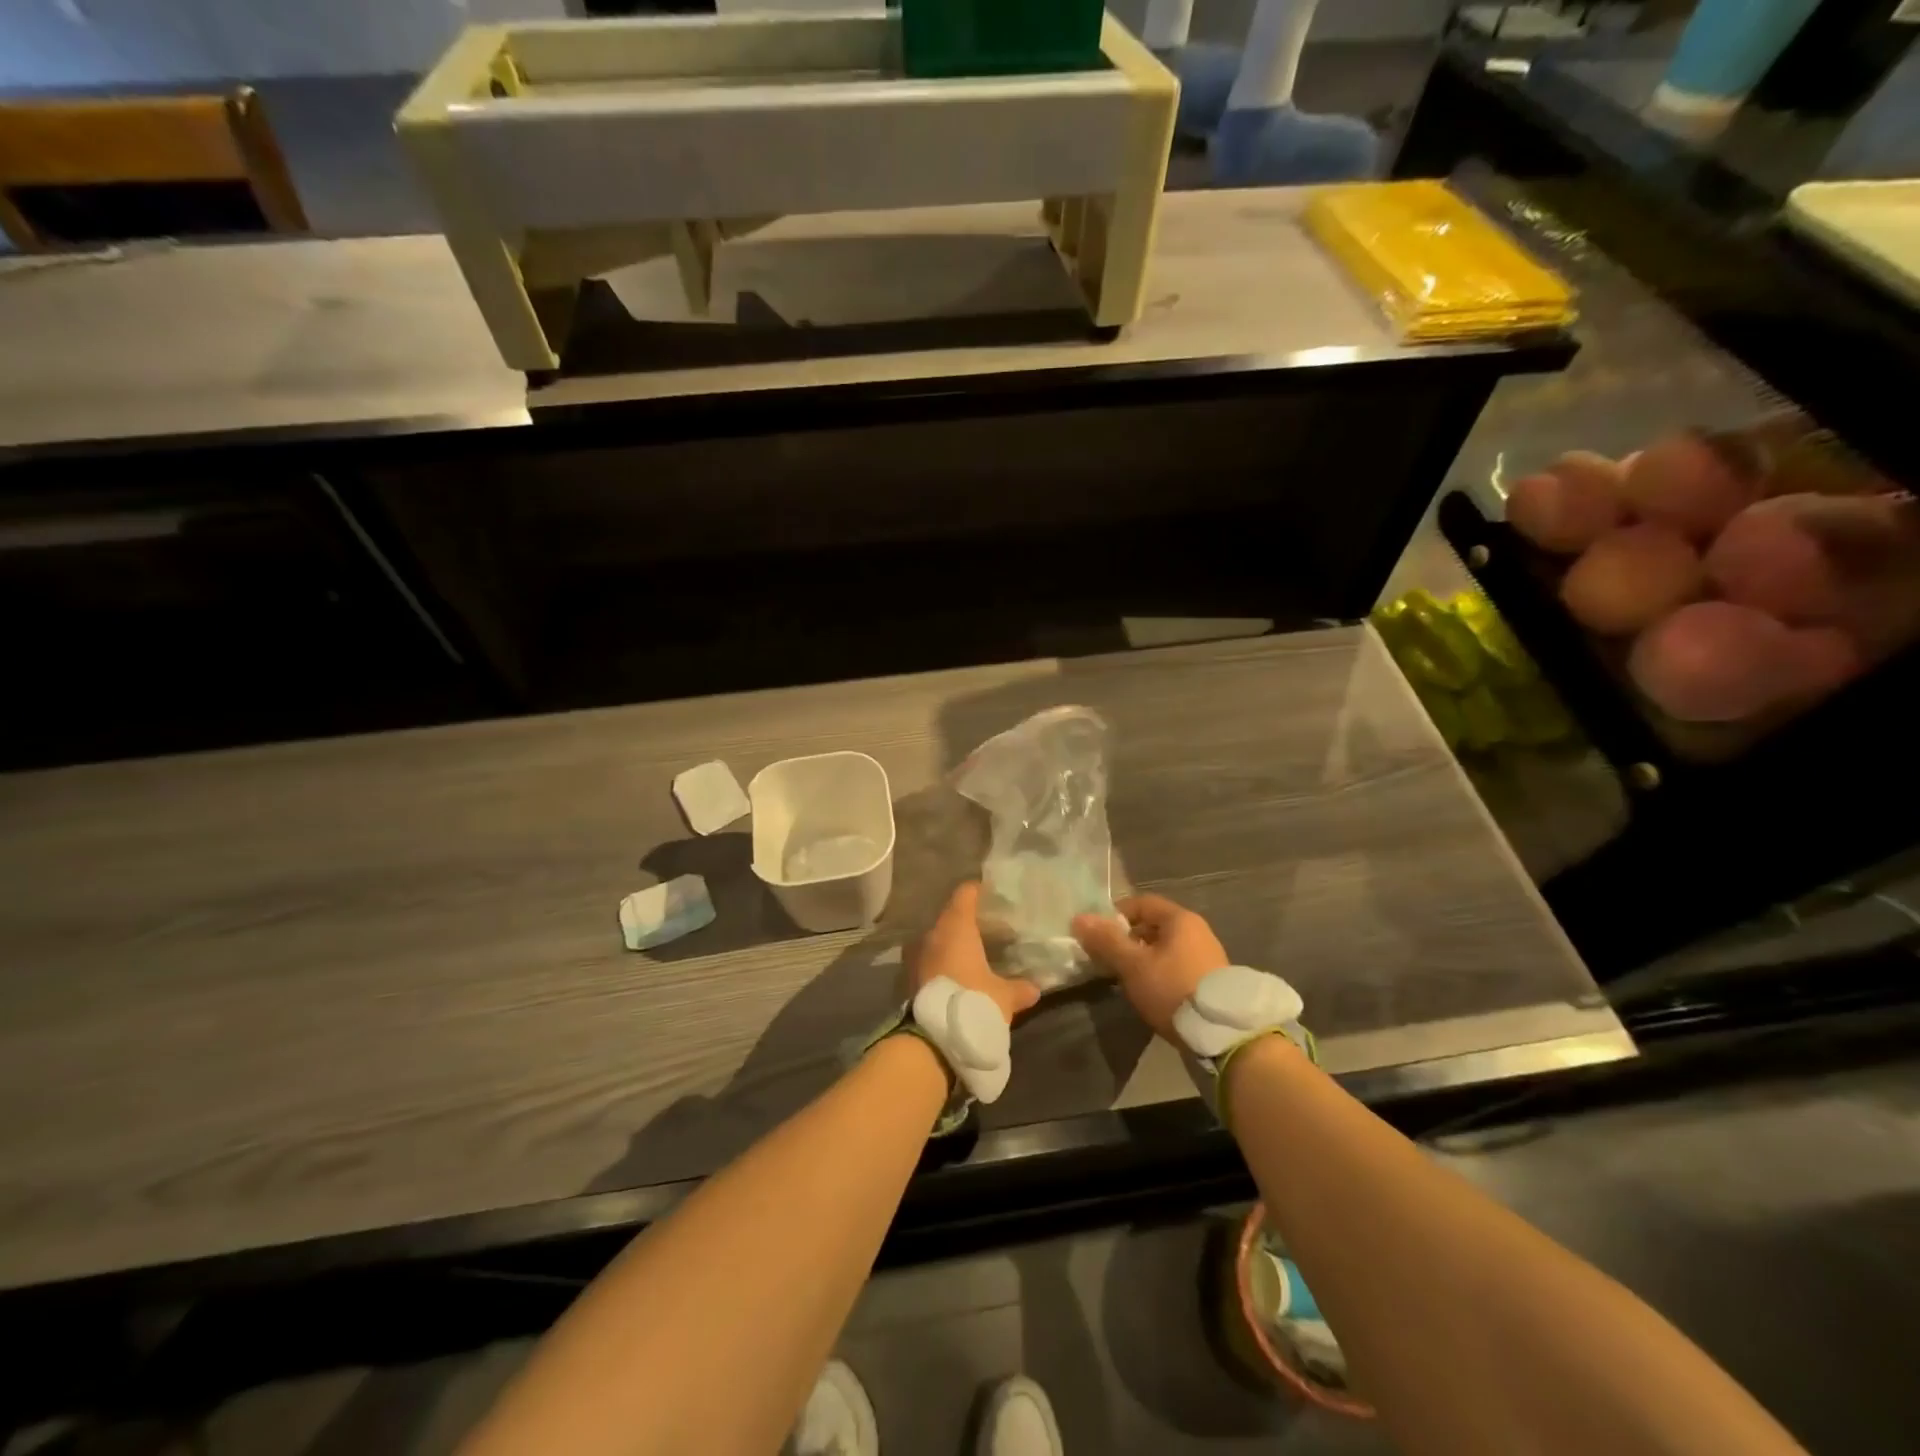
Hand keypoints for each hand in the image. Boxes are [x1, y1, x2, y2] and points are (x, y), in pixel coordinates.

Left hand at [909, 882, 1040, 1025]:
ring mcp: (916, 955)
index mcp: (956, 926)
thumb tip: (1034, 988)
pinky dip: (944, 961)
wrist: (931, 1040)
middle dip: (970, 920)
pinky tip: (960, 974)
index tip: (995, 896)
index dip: (980, 891)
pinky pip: (930, 959)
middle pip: (951, 915)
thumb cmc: (972, 1002)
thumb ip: (1019, 988)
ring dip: (955, 943)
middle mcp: (932, 934)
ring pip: (939, 938)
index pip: (966, 893)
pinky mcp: (910, 977)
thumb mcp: (1004, 996)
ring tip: (977, 953)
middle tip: (992, 928)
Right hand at [1072, 893, 1227, 1038]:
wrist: (1223, 1034)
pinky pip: (1177, 965)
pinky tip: (1150, 992)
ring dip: (1143, 958)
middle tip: (1108, 959)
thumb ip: (1106, 941)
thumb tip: (1079, 918)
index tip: (1097, 935)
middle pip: (1153, 925)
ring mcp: (1207, 956)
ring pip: (1165, 948)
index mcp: (1180, 919)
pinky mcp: (1211, 980)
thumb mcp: (1133, 966)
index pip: (1141, 903)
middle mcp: (1197, 931)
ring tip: (1125, 978)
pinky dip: (1159, 972)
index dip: (1115, 915)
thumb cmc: (1173, 989)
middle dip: (1127, 939)